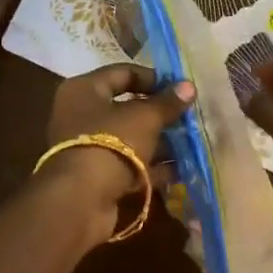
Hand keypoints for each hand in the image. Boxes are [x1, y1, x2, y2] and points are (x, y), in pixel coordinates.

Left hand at [32, 63, 194, 248]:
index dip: (153, 78)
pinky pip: (128, 164)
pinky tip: (180, 170)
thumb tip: (188, 86)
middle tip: (188, 117)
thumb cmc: (111, 142)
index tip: (180, 88)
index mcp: (84, 89)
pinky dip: (151, 166)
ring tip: (191, 143)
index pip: (123, 73)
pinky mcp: (96, 176)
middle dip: (159, 114)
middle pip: (126, 107)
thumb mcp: (144, 117)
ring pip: (129, 138)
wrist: (81, 200)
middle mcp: (81, 114)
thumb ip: (167, 102)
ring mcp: (88, 147)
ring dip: (159, 141)